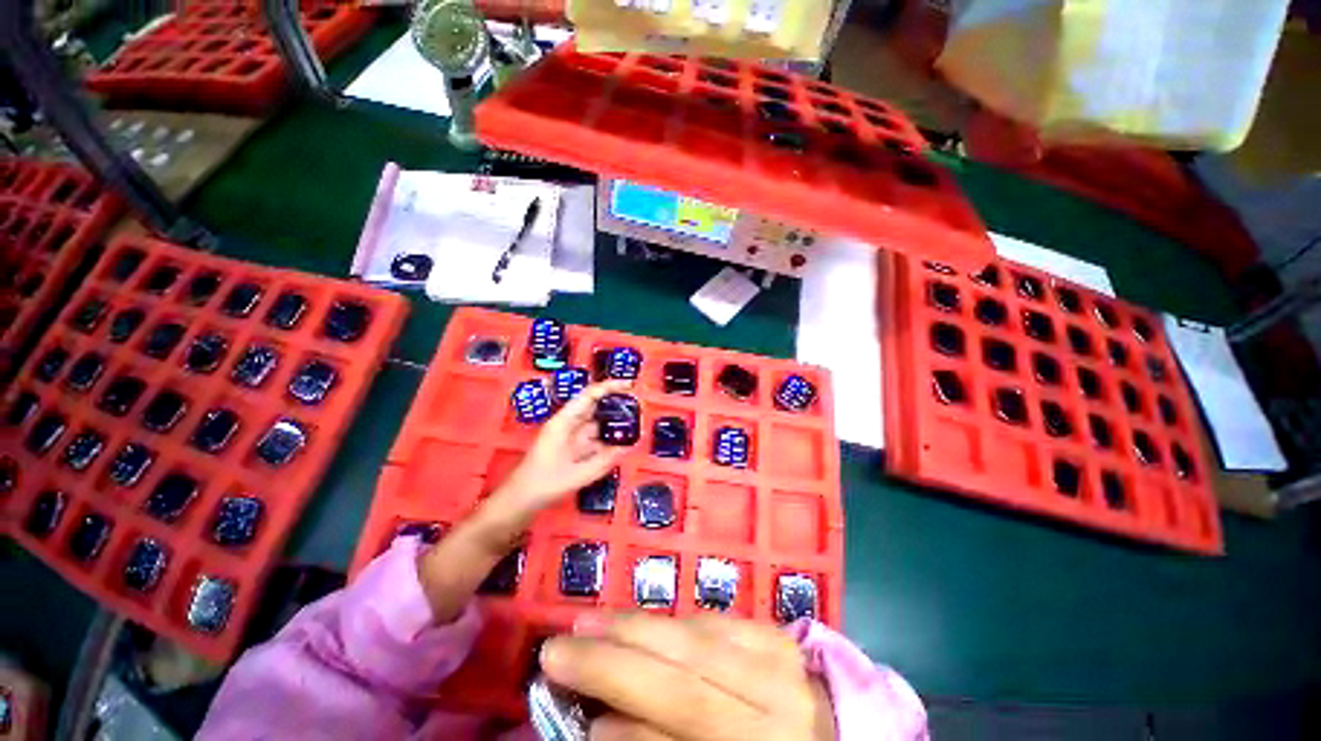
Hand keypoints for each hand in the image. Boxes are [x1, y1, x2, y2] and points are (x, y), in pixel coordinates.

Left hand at [490, 380, 631, 518]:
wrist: (519, 501)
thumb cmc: (543, 485)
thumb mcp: (577, 475)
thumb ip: (604, 461)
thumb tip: (627, 447)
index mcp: (564, 422)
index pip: (589, 396)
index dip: (610, 387)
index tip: (630, 385)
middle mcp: (568, 425)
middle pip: (595, 407)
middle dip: (616, 404)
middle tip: (639, 407)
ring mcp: (570, 437)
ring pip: (597, 424)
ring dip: (614, 424)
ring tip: (636, 424)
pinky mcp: (573, 449)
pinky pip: (594, 439)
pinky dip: (608, 439)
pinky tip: (623, 443)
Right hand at [541, 612, 835, 740]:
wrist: (842, 738)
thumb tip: (603, 728)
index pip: (685, 715)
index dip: (624, 706)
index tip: (570, 698)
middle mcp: (775, 698)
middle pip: (687, 668)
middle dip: (617, 653)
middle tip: (562, 641)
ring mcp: (781, 658)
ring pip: (700, 634)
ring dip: (639, 626)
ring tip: (592, 621)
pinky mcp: (780, 633)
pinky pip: (719, 619)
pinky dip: (676, 621)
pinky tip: (646, 620)